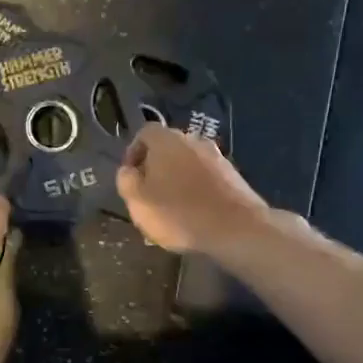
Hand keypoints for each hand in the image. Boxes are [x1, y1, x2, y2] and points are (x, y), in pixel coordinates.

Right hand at [116, 125, 269, 255]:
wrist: (237, 228)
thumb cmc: (178, 213)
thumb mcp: (137, 200)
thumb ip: (126, 180)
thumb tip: (128, 170)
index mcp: (166, 140)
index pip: (144, 133)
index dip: (133, 152)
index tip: (130, 176)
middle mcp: (193, 140)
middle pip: (167, 148)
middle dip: (156, 168)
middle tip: (148, 194)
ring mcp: (217, 157)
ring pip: (187, 164)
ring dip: (177, 180)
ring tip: (171, 208)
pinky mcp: (233, 176)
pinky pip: (206, 178)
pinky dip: (197, 190)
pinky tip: (195, 214)